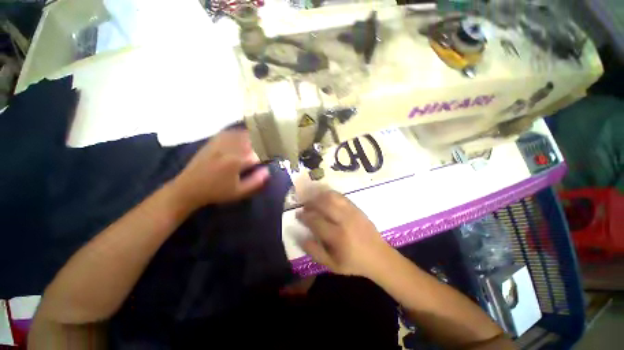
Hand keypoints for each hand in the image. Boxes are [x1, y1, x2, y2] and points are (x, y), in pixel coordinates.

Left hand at [172, 130, 269, 209]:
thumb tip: (268, 171)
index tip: (273, 155)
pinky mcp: (211, 143)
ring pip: (239, 135)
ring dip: (251, 135)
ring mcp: (219, 145)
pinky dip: (236, 132)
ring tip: (258, 136)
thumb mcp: (239, 192)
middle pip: (250, 140)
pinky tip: (241, 133)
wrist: (188, 189)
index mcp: (237, 162)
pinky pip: (226, 133)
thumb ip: (255, 181)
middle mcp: (229, 149)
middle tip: (268, 145)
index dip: (267, 154)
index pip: (258, 153)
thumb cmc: (216, 192)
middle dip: (261, 142)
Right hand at [296, 191, 391, 277]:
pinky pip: (341, 196)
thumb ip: (315, 252)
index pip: (316, 221)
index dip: (304, 216)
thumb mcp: (332, 265)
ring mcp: (352, 212)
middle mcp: (344, 220)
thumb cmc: (354, 262)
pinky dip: (331, 195)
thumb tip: (301, 237)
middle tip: (305, 205)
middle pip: (323, 204)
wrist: (379, 256)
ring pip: (332, 197)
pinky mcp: (357, 208)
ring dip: (320, 196)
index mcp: (337, 237)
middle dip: (311, 202)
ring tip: (314, 199)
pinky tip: (326, 198)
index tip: (298, 214)